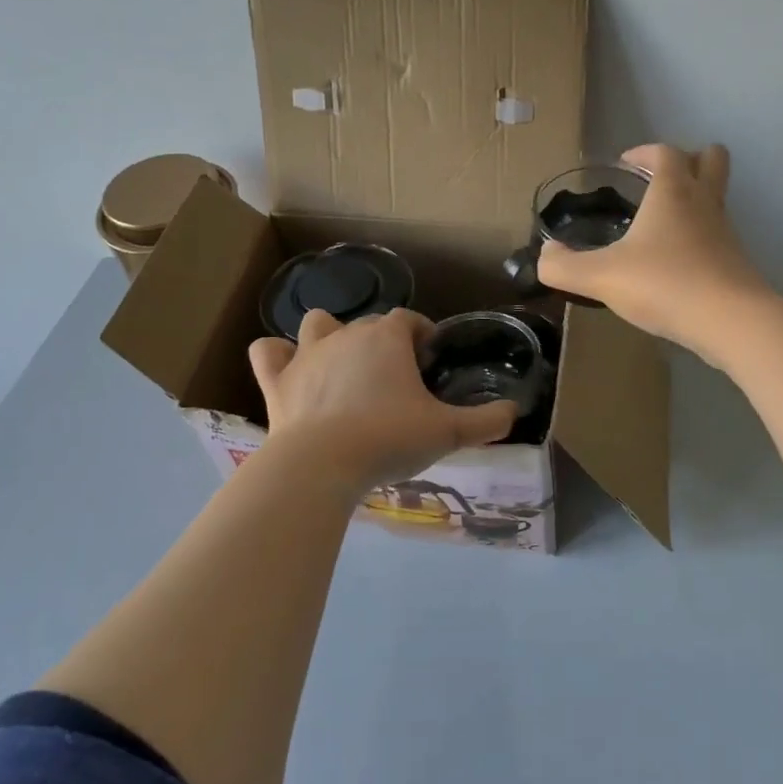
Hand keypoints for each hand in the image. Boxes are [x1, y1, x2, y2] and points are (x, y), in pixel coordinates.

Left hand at [248, 309, 516, 494]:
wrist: (322, 464)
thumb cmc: (389, 438)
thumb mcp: (448, 432)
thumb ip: (486, 421)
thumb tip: (514, 413)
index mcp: (387, 337)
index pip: (410, 319)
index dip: (422, 333)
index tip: (430, 358)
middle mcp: (346, 334)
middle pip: (368, 323)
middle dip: (383, 341)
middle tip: (397, 378)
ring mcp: (306, 354)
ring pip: (317, 323)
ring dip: (329, 336)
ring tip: (343, 365)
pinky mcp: (276, 380)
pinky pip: (268, 352)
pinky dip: (277, 356)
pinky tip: (290, 369)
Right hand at [538, 143, 773, 361]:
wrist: (729, 321)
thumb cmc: (664, 284)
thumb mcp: (601, 277)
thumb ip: (564, 266)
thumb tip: (545, 255)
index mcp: (673, 192)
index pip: (665, 152)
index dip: (644, 152)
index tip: (626, 163)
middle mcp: (704, 203)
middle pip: (711, 159)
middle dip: (689, 160)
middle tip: (659, 179)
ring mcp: (725, 232)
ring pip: (717, 198)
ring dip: (695, 199)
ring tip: (663, 223)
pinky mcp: (735, 261)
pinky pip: (718, 234)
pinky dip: (700, 236)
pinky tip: (677, 262)